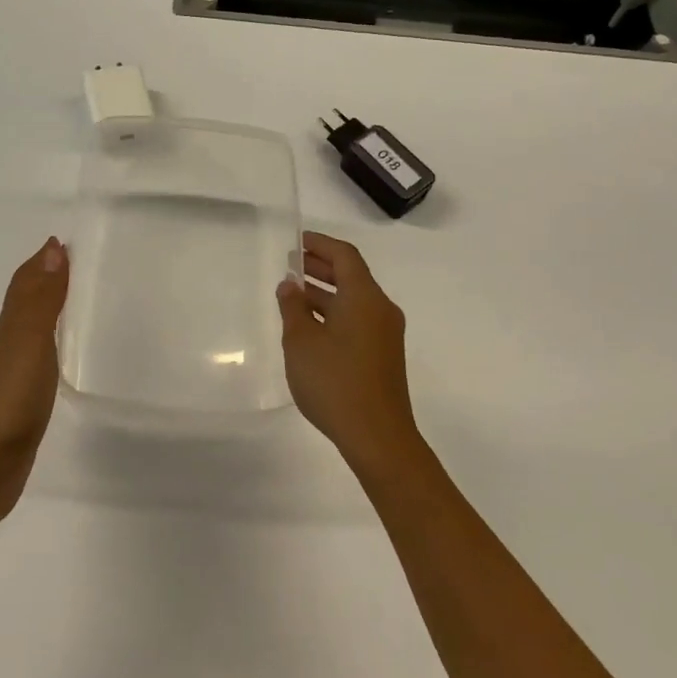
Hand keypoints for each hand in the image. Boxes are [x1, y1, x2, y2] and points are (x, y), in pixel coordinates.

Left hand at [0, 236, 68, 523]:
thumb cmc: (11, 396)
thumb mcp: (29, 339)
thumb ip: (42, 297)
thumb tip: (53, 248)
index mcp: (12, 323)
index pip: (26, 280)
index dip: (44, 260)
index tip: (69, 243)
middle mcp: (11, 339)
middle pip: (28, 298)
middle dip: (49, 278)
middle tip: (84, 266)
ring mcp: (16, 369)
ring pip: (35, 324)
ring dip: (52, 307)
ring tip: (81, 300)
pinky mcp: (25, 394)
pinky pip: (42, 353)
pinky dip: (54, 339)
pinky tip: (67, 349)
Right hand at [277, 232, 422, 473]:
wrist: (378, 436)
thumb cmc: (335, 381)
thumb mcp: (302, 341)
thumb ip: (293, 308)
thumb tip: (290, 285)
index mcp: (364, 297)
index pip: (345, 256)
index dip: (321, 244)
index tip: (298, 240)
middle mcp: (380, 309)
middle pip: (352, 276)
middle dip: (322, 267)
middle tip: (292, 263)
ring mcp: (385, 333)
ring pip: (354, 300)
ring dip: (326, 292)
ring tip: (294, 294)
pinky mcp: (383, 355)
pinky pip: (358, 320)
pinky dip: (335, 312)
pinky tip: (311, 326)